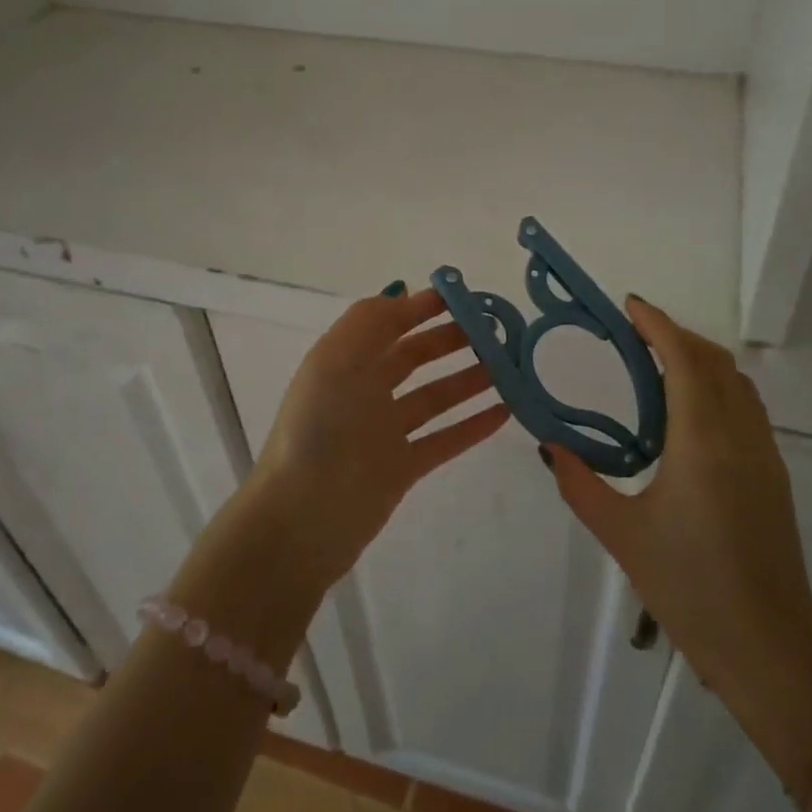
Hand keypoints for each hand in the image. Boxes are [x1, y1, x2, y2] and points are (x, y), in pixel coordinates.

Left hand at [247, 283, 508, 590]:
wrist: (303, 519)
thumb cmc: (320, 429)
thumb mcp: (336, 359)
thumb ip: (371, 320)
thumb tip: (403, 291)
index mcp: (344, 361)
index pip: (388, 323)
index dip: (422, 308)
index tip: (465, 298)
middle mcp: (364, 391)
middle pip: (414, 357)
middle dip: (451, 340)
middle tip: (495, 332)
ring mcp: (384, 432)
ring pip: (435, 397)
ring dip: (469, 379)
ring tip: (508, 366)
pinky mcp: (402, 468)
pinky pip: (445, 439)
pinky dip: (473, 425)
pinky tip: (504, 411)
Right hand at [545, 297, 811, 745]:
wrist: (770, 649)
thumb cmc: (689, 589)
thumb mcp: (621, 535)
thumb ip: (579, 484)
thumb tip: (549, 447)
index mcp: (701, 442)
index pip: (683, 360)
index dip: (657, 325)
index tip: (629, 305)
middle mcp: (739, 435)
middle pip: (713, 361)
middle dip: (675, 335)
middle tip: (633, 335)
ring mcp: (764, 454)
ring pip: (735, 381)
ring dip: (699, 358)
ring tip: (656, 365)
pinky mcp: (773, 475)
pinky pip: (745, 407)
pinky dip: (716, 386)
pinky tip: (687, 413)